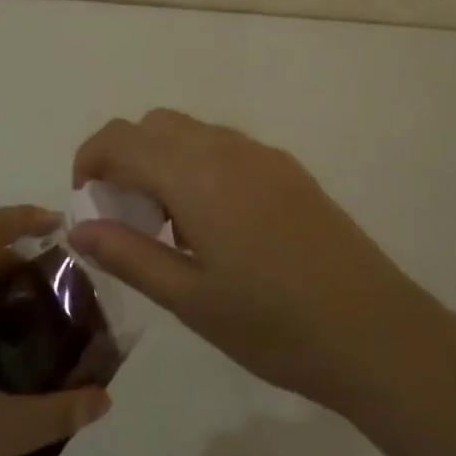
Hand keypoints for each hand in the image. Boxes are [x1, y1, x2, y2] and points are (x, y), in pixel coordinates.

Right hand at [68, 110, 448, 415]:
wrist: (375, 330)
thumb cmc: (273, 325)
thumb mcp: (190, 299)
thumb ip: (129, 255)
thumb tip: (80, 227)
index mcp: (195, 175)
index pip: (122, 138)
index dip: (90, 159)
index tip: (86, 201)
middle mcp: (225, 148)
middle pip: (154, 124)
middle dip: (125, 157)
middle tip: (126, 215)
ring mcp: (261, 154)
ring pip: (190, 131)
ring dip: (163, 159)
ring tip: (170, 226)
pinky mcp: (287, 168)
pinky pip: (224, 146)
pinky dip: (198, 165)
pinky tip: (216, 224)